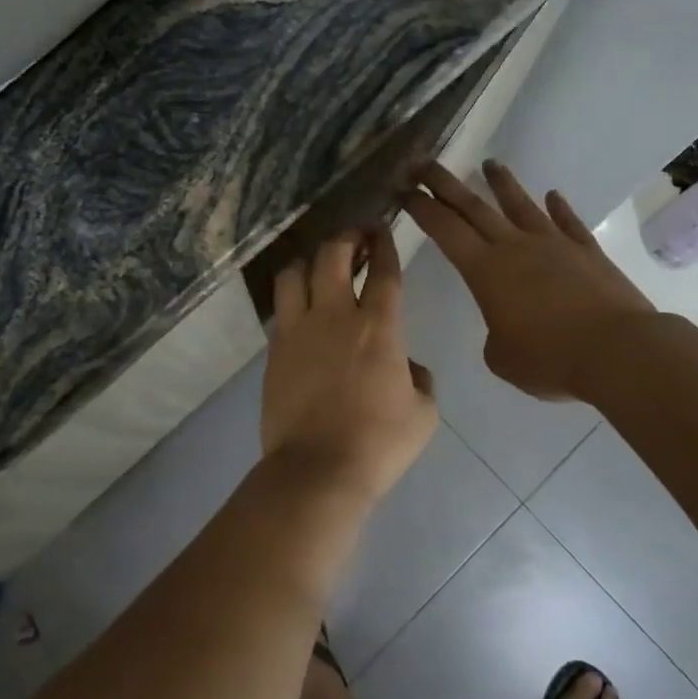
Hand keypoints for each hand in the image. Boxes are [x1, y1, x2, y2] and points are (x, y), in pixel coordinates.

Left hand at [262, 228, 437, 500]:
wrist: (318, 469)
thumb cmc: (379, 443)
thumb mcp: (423, 413)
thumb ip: (420, 379)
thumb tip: (407, 367)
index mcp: (379, 327)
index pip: (384, 270)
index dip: (385, 243)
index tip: (384, 229)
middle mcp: (335, 316)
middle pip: (333, 255)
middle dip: (346, 236)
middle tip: (356, 237)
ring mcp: (298, 330)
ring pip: (295, 273)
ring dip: (310, 261)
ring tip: (320, 266)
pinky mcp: (275, 350)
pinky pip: (280, 309)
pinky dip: (292, 297)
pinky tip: (301, 307)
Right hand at [404, 161, 654, 401]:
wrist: (618, 351)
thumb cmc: (550, 359)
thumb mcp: (502, 358)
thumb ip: (495, 336)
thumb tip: (507, 325)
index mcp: (485, 270)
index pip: (444, 229)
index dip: (421, 208)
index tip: (403, 189)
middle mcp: (515, 247)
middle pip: (473, 206)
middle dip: (444, 183)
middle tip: (423, 163)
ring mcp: (554, 245)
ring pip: (521, 205)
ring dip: (502, 184)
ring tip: (490, 163)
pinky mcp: (588, 252)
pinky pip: (569, 223)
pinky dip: (559, 208)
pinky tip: (553, 195)